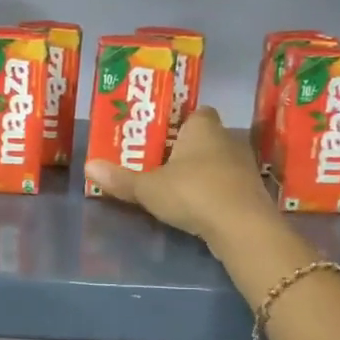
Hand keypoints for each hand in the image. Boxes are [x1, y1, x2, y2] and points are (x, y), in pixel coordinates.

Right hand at [84, 107, 275, 246]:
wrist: (242, 227)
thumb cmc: (193, 192)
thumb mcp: (148, 188)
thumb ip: (120, 179)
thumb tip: (88, 167)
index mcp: (203, 127)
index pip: (195, 112)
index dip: (178, 122)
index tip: (160, 136)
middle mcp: (227, 139)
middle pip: (204, 138)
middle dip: (185, 149)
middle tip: (159, 163)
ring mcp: (243, 167)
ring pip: (217, 162)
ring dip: (200, 172)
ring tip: (174, 187)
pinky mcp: (250, 193)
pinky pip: (227, 185)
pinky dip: (213, 193)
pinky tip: (196, 207)